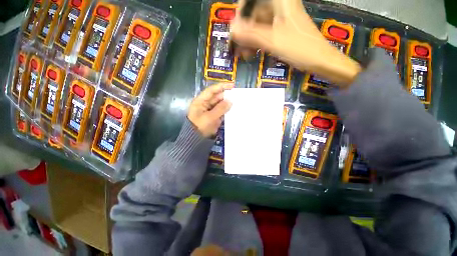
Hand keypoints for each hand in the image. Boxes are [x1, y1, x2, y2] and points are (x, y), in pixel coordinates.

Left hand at [188, 83, 233, 137]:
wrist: (196, 140)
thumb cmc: (200, 127)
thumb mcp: (210, 117)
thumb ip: (220, 109)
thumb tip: (230, 101)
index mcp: (201, 101)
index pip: (211, 90)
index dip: (221, 87)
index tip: (232, 86)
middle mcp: (205, 104)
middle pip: (217, 97)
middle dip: (226, 96)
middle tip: (237, 96)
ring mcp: (209, 110)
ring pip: (220, 104)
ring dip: (227, 103)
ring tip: (237, 102)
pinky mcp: (213, 116)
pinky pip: (221, 111)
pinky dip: (226, 110)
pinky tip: (233, 110)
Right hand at [231, 0, 360, 85]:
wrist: (319, 60)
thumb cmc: (299, 48)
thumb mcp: (272, 41)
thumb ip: (251, 34)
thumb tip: (232, 30)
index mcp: (280, 1)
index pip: (252, 0)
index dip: (241, 12)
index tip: (235, 30)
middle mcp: (279, 5)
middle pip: (254, 13)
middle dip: (244, 31)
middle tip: (237, 48)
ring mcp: (280, 19)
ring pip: (258, 25)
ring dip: (249, 39)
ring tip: (243, 55)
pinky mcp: (281, 30)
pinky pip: (264, 33)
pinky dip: (256, 43)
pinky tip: (251, 53)